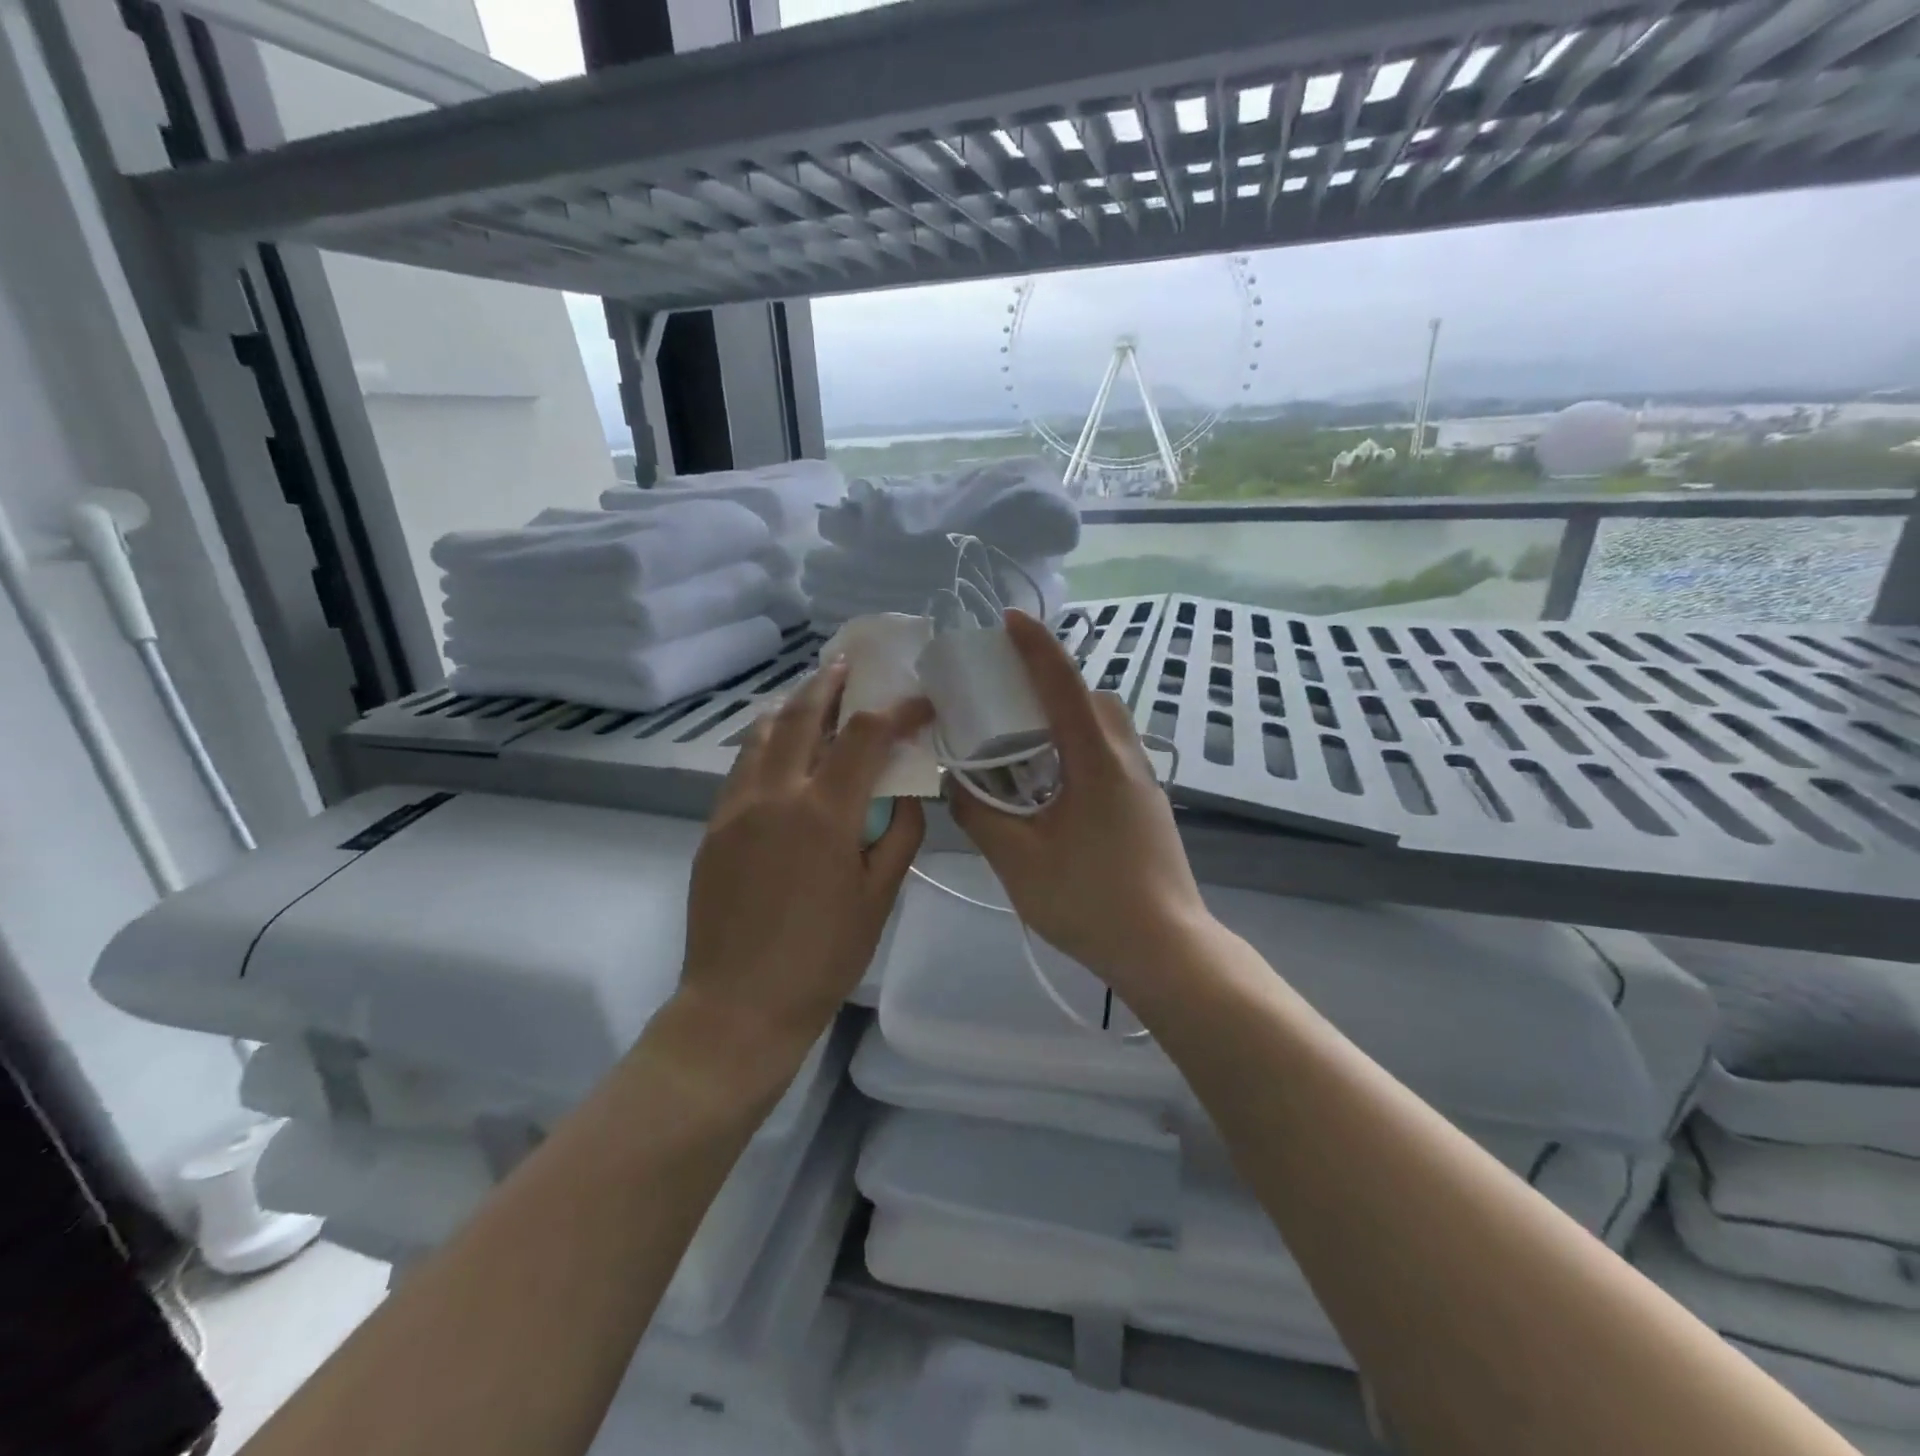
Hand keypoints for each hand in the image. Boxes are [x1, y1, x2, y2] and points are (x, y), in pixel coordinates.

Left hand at [680, 661, 931, 1050]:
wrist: (739, 1005)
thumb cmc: (822, 957)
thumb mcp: (879, 898)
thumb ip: (898, 834)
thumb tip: (904, 792)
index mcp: (823, 813)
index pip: (865, 737)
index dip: (896, 711)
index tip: (918, 702)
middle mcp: (775, 795)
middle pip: (802, 717)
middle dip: (829, 684)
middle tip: (847, 664)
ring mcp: (735, 808)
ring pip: (762, 735)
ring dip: (791, 707)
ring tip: (810, 695)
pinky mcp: (713, 827)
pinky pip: (741, 767)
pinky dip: (764, 742)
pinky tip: (777, 748)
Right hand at [947, 611, 1212, 997]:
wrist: (1167, 950)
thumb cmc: (1089, 900)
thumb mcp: (1018, 859)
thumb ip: (979, 814)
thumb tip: (956, 783)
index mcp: (1096, 760)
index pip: (1063, 685)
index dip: (1035, 646)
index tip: (1009, 620)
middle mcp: (1126, 758)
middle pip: (1092, 698)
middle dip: (1052, 682)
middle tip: (1008, 698)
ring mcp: (1144, 782)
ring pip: (1106, 726)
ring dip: (1068, 717)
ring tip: (1025, 745)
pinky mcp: (1148, 806)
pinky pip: (1111, 754)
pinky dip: (1079, 746)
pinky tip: (1053, 786)